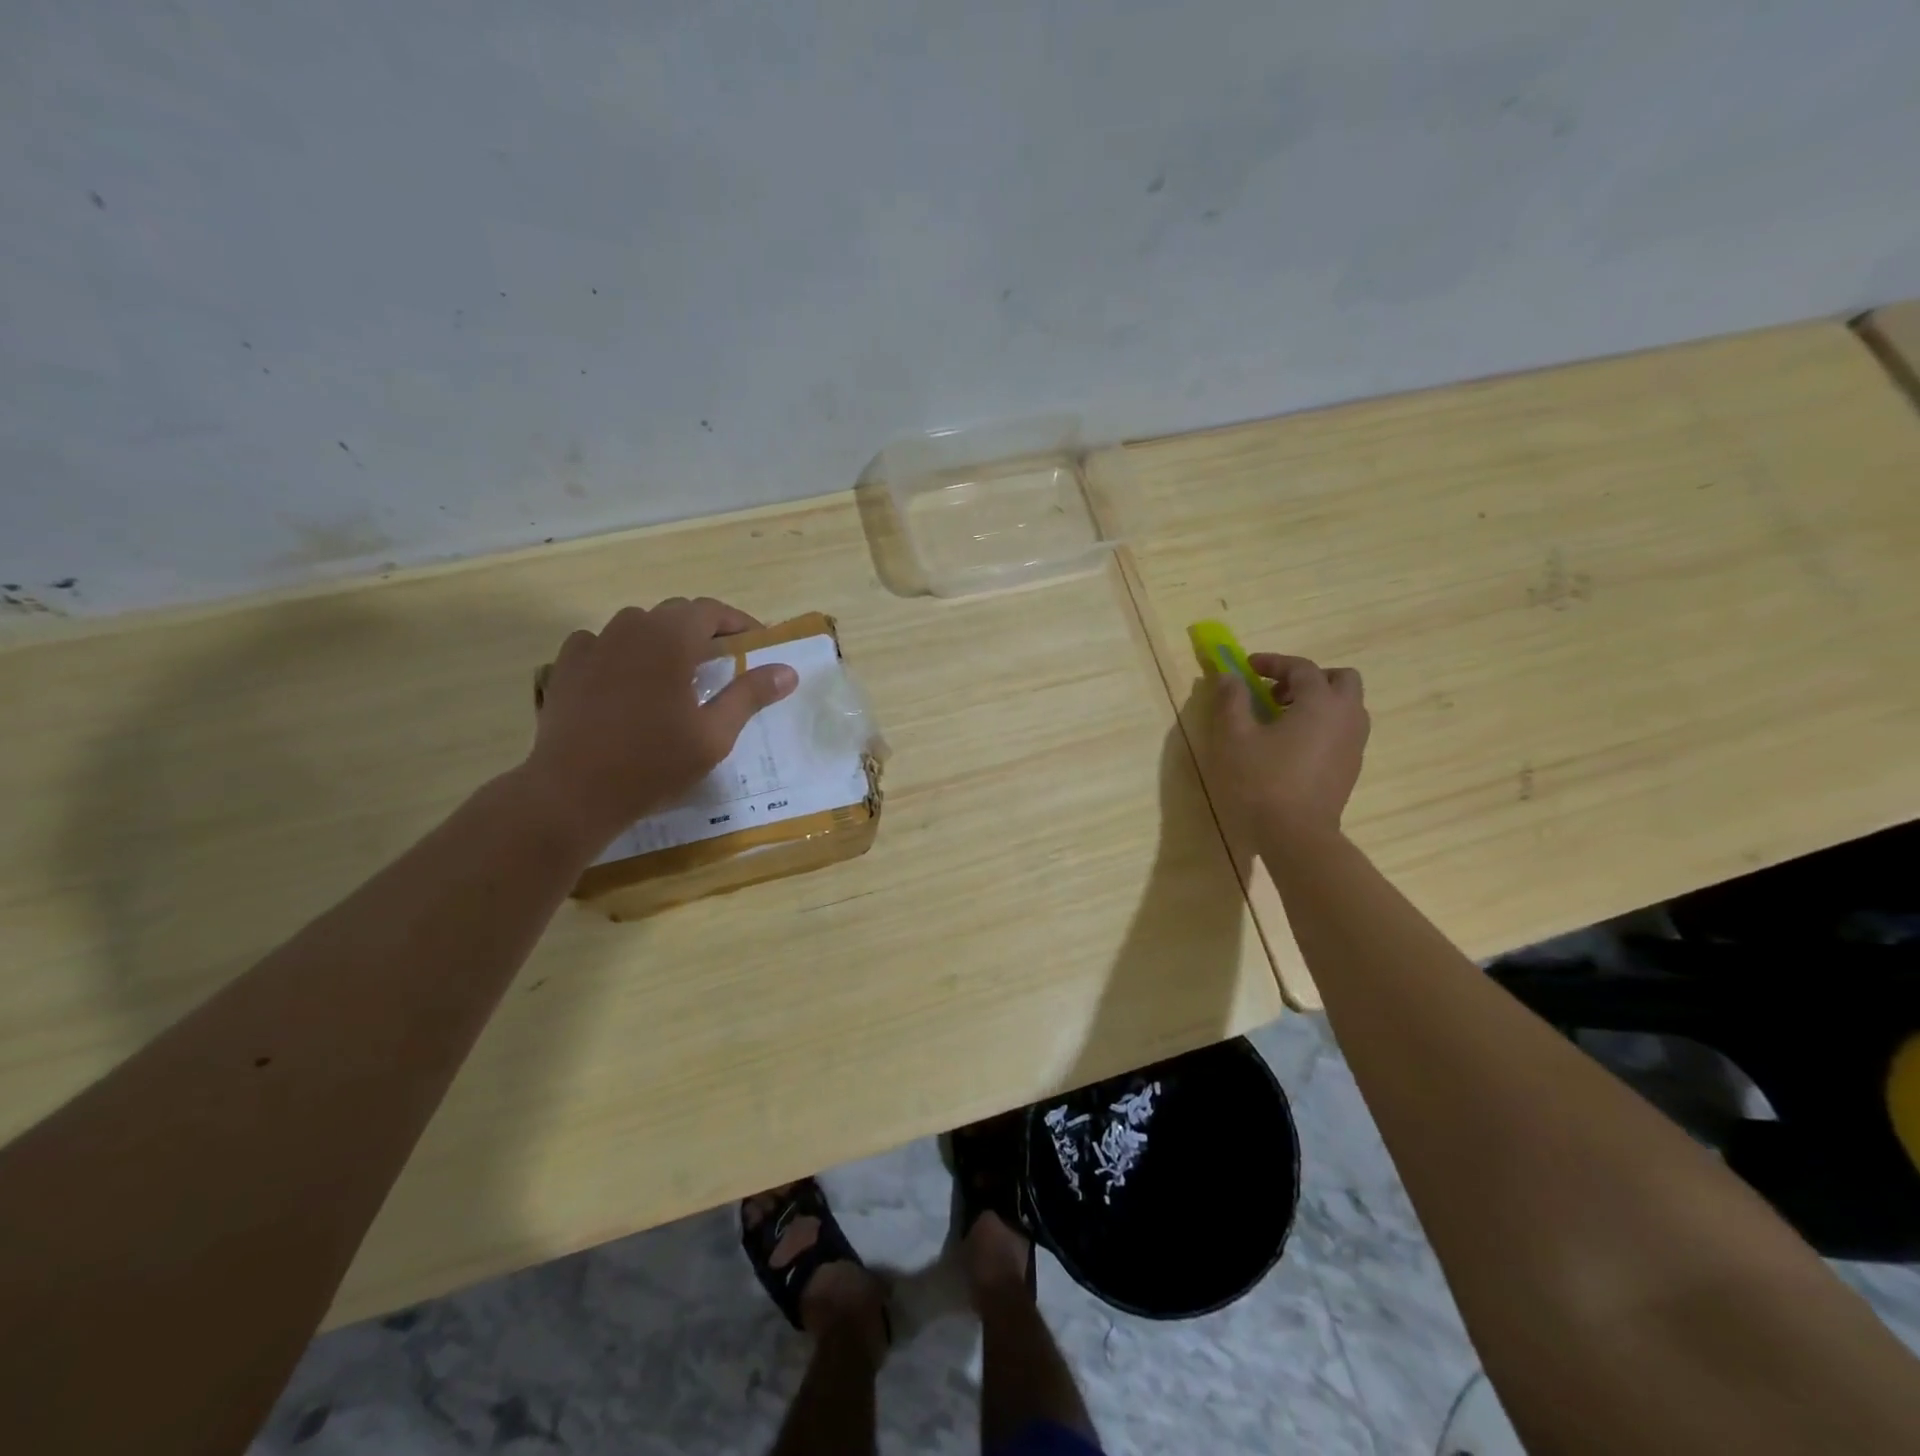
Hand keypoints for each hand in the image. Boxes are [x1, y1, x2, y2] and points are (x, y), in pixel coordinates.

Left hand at [525, 598, 797, 847]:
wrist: (572, 793)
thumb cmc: (653, 763)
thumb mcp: (714, 735)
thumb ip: (750, 695)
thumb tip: (787, 671)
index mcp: (670, 639)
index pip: (711, 611)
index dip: (738, 624)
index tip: (757, 644)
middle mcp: (630, 628)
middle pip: (676, 614)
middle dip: (704, 632)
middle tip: (724, 664)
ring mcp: (592, 645)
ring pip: (638, 627)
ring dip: (664, 641)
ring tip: (677, 675)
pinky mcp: (567, 666)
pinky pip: (603, 644)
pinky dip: (624, 654)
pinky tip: (629, 684)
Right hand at [1205, 653, 1369, 840]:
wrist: (1296, 836)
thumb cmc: (1261, 781)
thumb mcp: (1234, 736)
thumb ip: (1232, 700)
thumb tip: (1229, 677)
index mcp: (1321, 702)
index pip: (1302, 667)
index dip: (1273, 662)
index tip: (1247, 667)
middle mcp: (1346, 717)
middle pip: (1340, 680)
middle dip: (1308, 678)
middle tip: (1276, 692)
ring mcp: (1354, 744)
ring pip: (1346, 707)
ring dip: (1318, 702)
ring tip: (1283, 719)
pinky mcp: (1351, 768)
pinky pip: (1343, 732)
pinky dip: (1322, 726)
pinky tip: (1292, 746)